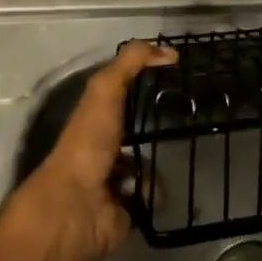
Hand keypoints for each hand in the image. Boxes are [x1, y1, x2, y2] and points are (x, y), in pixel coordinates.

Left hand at [0, 40, 177, 260]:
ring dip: (155, 166)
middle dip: (157, 127)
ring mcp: (114, 180)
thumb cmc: (88, 142)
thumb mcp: (106, 89)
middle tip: (184, 120)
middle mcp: (103, 147)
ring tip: (163, 160)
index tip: (173, 79)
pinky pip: (152, 195)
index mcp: (94, 119)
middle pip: (137, 131)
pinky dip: (154, 192)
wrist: (77, 206)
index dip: (143, 85)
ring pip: (148, 165)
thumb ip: (131, 63)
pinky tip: (149, 190)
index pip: (121, 95)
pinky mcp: (127, 208)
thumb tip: (169, 52)